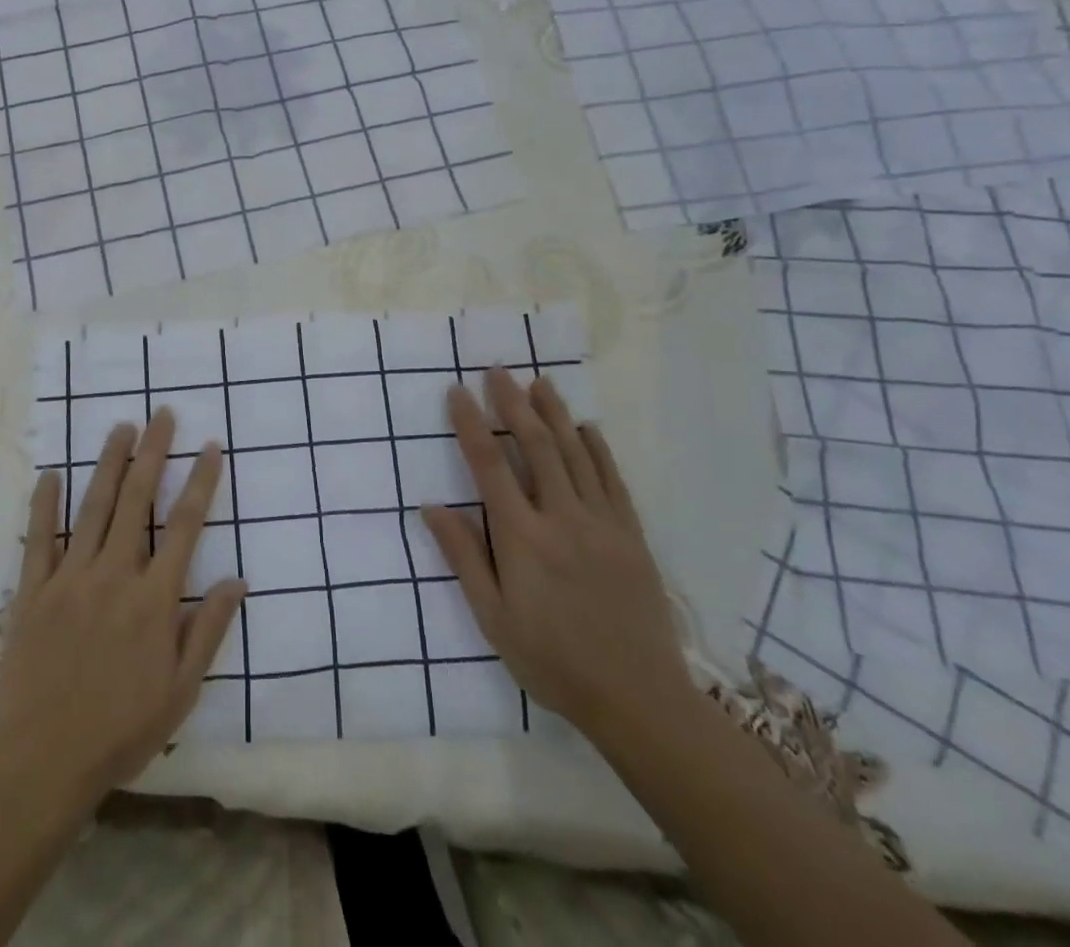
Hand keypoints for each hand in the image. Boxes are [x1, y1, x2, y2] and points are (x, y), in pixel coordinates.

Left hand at [0, 409, 245, 817]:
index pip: (184, 525)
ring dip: (109, 463)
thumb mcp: (181, 691)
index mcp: (153, 598)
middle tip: (162, 414)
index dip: (200, 481)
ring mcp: (69, 579)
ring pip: (92, 507)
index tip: (210, 446)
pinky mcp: (33, 592)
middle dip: (153, 452)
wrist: (41, 764)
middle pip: (137, 500)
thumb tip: (238, 580)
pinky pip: (37, 539)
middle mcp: (114, 574)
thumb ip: (208, 630)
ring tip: (121, 428)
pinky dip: (44, 504)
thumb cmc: (120, 730)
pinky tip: (50, 473)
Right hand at [422, 369, 689, 736]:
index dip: (471, 425)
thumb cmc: (552, 660)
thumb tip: (430, 507)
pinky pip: (613, 479)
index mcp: (522, 538)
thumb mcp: (493, 618)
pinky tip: (586, 427)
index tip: (458, 392)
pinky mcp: (632, 534)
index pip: (489, 466)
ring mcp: (602, 523)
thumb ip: (464, 557)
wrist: (638, 698)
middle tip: (497, 370)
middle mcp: (562, 518)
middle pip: (535, 446)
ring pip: (575, 454)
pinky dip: (597, 448)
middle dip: (513, 404)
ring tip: (538, 382)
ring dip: (554, 413)